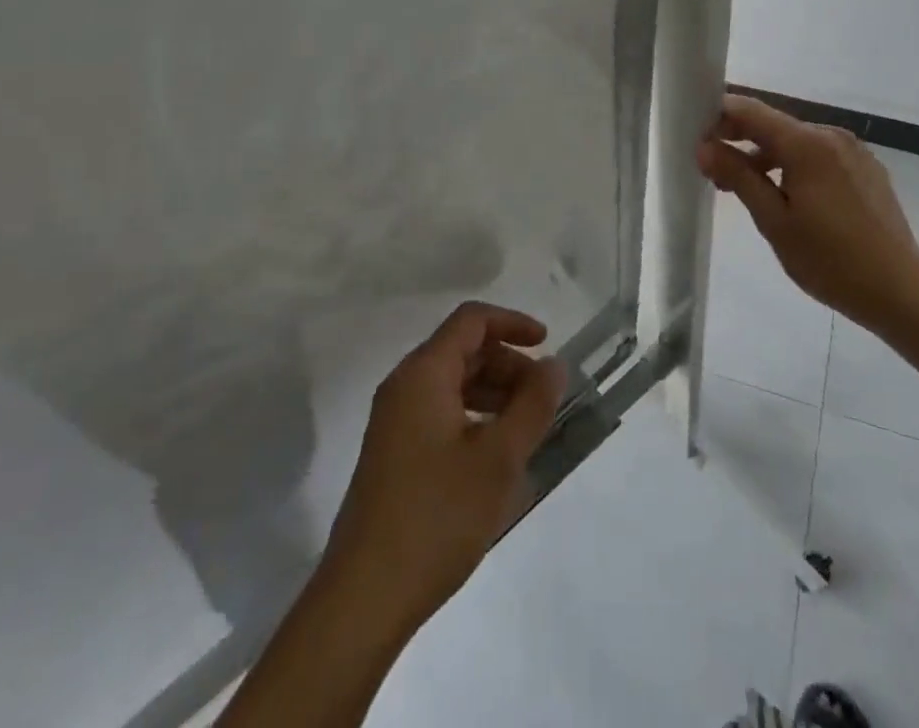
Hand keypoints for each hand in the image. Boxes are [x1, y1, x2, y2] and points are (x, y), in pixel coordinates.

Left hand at [321, 301, 566, 635]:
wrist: (365, 598)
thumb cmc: (436, 517)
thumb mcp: (498, 459)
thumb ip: (532, 405)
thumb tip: (553, 365)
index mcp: (423, 374)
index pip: (471, 321)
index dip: (513, 323)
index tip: (548, 345)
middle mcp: (404, 387)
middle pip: (463, 351)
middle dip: (508, 365)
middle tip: (543, 400)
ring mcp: (394, 422)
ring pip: (453, 384)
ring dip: (494, 394)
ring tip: (527, 431)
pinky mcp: (394, 454)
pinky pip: (441, 414)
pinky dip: (474, 419)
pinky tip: (497, 458)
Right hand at [697, 94, 918, 330]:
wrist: (900, 288)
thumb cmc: (829, 259)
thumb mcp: (774, 221)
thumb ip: (738, 176)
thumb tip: (705, 147)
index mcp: (806, 143)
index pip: (750, 110)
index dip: (718, 117)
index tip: (696, 140)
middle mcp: (830, 135)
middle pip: (773, 124)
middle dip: (739, 139)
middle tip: (713, 171)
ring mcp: (852, 150)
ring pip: (795, 141)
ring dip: (765, 155)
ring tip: (745, 189)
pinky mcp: (865, 167)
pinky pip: (818, 154)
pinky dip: (794, 164)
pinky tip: (787, 196)